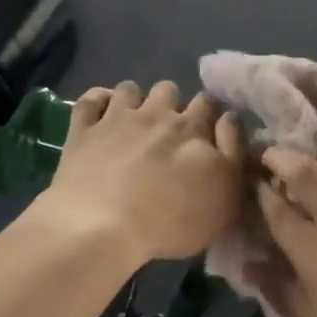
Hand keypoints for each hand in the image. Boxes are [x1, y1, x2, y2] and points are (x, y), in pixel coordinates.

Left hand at [41, 81, 246, 265]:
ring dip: (136, 100)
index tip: (210, 131)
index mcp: (193, 130)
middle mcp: (156, 114)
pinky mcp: (83, 131)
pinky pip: (90, 100)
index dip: (211, 114)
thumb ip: (233, 153)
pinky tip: (102, 115)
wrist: (103, 227)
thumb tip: (231, 118)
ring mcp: (116, 119)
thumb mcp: (225, 196)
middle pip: (169, 90)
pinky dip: (98, 101)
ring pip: (130, 89)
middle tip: (171, 133)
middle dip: (173, 104)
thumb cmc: (173, 220)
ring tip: (136, 124)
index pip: (209, 103)